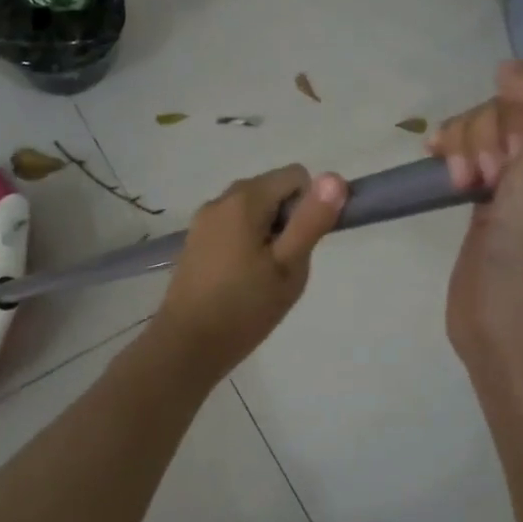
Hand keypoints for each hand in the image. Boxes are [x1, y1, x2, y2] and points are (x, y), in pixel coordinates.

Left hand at [149, 164, 347, 382]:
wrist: (187, 346)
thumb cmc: (245, 307)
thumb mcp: (289, 266)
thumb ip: (312, 220)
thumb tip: (335, 177)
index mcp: (244, 199)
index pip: (295, 176)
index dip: (309, 206)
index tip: (302, 245)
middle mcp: (220, 200)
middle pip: (271, 190)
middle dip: (287, 220)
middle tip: (284, 265)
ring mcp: (203, 220)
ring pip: (252, 210)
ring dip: (268, 233)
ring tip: (264, 276)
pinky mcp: (195, 240)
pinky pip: (233, 226)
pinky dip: (246, 242)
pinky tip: (242, 279)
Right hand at [428, 60, 522, 384]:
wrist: (517, 333)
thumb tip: (511, 70)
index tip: (522, 144)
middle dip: (498, 129)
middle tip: (493, 173)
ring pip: (498, 127)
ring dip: (472, 143)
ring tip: (465, 181)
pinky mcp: (506, 203)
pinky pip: (479, 154)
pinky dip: (458, 153)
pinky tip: (440, 164)